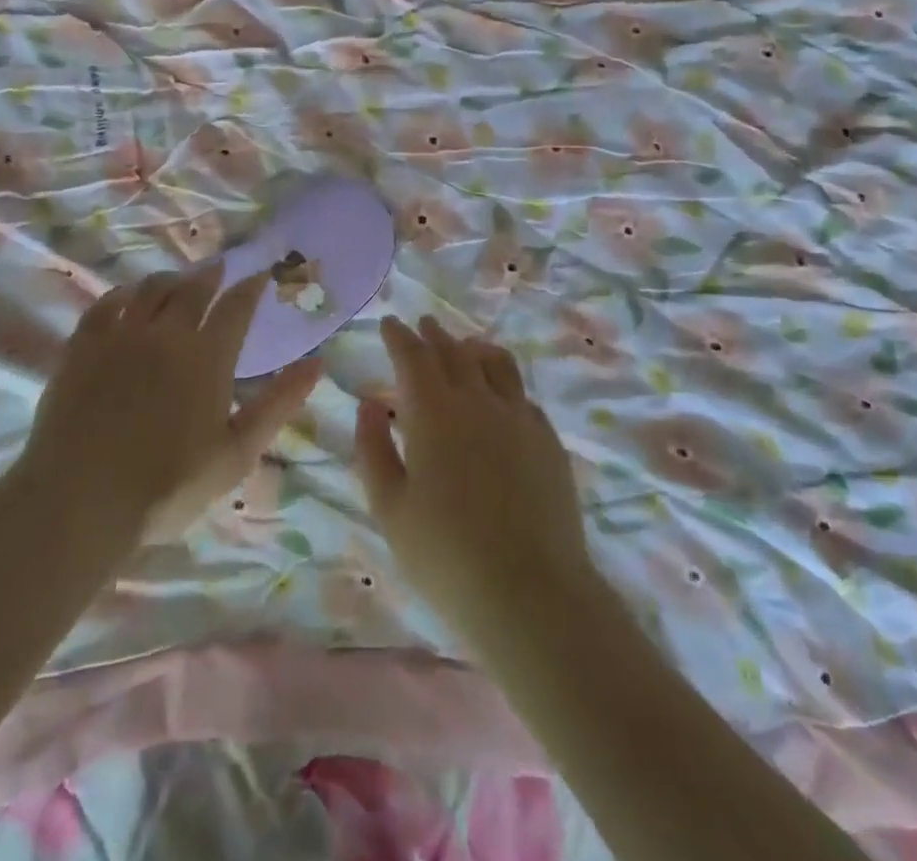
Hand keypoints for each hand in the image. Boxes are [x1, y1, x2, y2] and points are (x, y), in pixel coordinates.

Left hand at [19, 264, 320, 556]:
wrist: (80, 501)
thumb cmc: (168, 485)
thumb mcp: (237, 453)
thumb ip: (278, 404)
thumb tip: (317, 363)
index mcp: (208, 356)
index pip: (237, 306)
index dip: (251, 287)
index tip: (261, 274)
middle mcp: (166, 333)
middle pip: (193, 289)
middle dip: (211, 275)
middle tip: (219, 269)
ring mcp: (121, 335)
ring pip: (150, 289)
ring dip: (170, 279)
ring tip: (177, 281)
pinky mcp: (82, 346)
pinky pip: (105, 304)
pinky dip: (122, 294)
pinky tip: (127, 298)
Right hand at [354, 316, 596, 648]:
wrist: (531, 594)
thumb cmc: (445, 556)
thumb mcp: (390, 508)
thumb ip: (373, 449)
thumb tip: (369, 404)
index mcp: (433, 412)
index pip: (413, 356)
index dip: (399, 336)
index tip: (389, 323)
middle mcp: (478, 401)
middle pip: (454, 352)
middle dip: (434, 335)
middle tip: (422, 325)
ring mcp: (519, 417)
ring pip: (495, 364)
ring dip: (472, 348)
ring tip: (464, 346)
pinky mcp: (548, 440)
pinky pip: (522, 395)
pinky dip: (504, 383)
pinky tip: (501, 395)